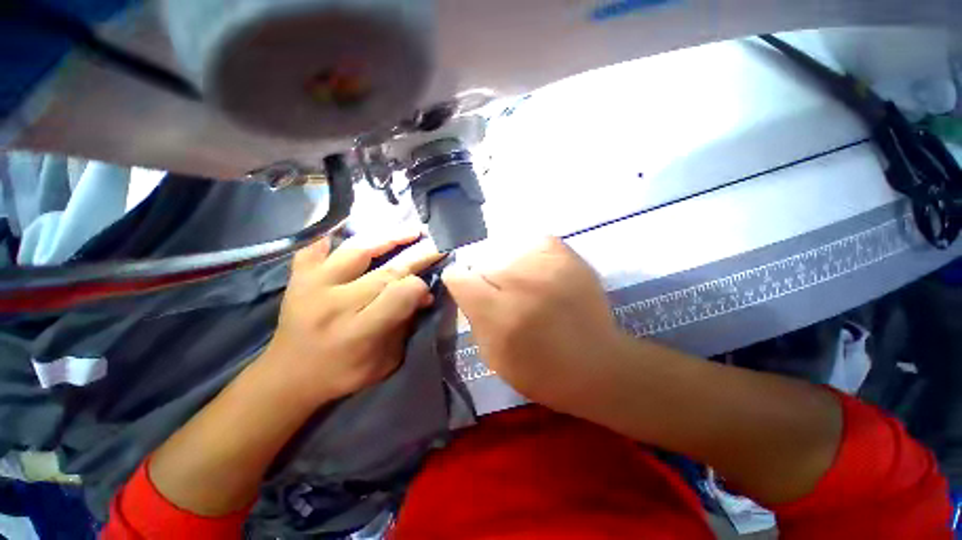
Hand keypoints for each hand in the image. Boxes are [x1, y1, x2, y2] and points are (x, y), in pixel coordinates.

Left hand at [262, 231, 443, 406]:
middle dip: (418, 256)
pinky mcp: (298, 277)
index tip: (428, 285)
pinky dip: (333, 235)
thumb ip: (406, 326)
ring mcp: (313, 285)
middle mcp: (337, 303)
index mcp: (359, 330)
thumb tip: (424, 295)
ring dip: (389, 238)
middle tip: (436, 244)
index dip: (419, 286)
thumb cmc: (342, 372)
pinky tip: (352, 226)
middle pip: (387, 271)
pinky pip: (316, 246)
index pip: (400, 295)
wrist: (288, 376)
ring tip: (411, 231)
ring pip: (358, 250)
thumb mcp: (385, 361)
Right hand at [442, 237, 629, 410]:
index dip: (460, 283)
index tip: (468, 291)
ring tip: (524, 285)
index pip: (458, 276)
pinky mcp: (567, 257)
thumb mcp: (492, 355)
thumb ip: (474, 316)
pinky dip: (531, 254)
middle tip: (501, 295)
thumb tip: (467, 288)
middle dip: (485, 279)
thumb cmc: (540, 370)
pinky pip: (535, 242)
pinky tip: (538, 272)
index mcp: (498, 312)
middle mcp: (520, 283)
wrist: (595, 364)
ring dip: (508, 267)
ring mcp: (546, 266)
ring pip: (506, 250)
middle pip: (482, 262)